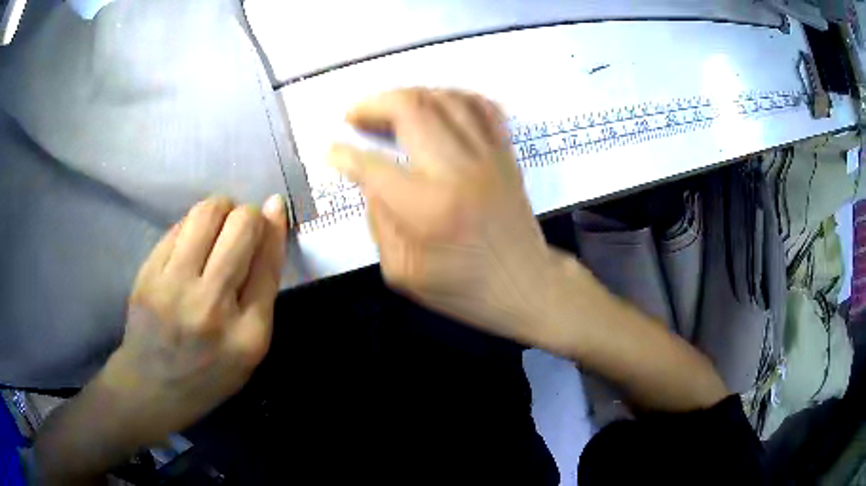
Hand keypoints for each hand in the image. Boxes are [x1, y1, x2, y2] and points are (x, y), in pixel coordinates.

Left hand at [98, 195, 286, 444]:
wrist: (152, 387)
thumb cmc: (209, 373)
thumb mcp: (249, 346)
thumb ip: (263, 290)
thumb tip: (271, 220)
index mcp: (248, 334)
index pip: (269, 260)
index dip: (275, 226)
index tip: (275, 207)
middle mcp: (211, 306)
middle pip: (241, 226)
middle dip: (248, 215)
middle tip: (241, 227)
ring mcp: (174, 288)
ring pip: (207, 212)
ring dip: (220, 208)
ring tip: (217, 226)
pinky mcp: (148, 274)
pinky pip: (179, 225)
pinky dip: (192, 225)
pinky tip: (191, 244)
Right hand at [329, 89, 568, 349]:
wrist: (526, 284)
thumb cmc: (465, 288)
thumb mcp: (404, 272)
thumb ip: (379, 222)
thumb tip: (370, 180)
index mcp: (427, 208)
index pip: (372, 165)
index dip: (343, 154)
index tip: (332, 151)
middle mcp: (457, 169)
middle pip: (411, 108)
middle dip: (373, 104)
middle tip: (354, 115)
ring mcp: (487, 155)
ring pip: (444, 97)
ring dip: (408, 94)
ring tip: (388, 108)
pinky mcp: (505, 152)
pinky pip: (480, 105)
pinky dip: (452, 96)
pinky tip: (435, 105)